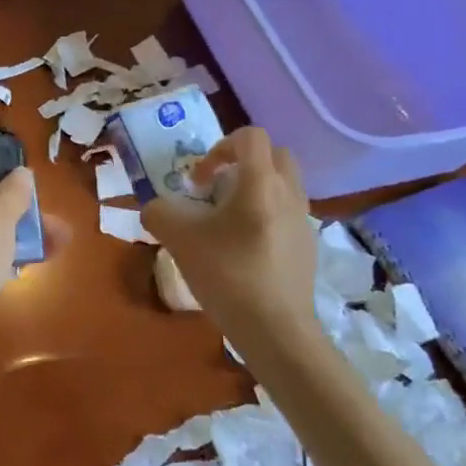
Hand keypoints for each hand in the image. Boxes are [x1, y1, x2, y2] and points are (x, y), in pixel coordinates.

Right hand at [141, 127, 316, 347]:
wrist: (275, 329)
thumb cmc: (227, 274)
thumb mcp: (178, 239)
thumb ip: (159, 212)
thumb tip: (157, 208)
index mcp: (260, 181)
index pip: (250, 137)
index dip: (218, 148)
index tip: (199, 181)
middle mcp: (289, 192)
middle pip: (274, 155)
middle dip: (243, 164)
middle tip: (217, 191)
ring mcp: (304, 220)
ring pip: (284, 184)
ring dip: (256, 190)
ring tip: (228, 222)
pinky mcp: (308, 246)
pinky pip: (288, 213)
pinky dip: (267, 216)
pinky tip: (245, 249)